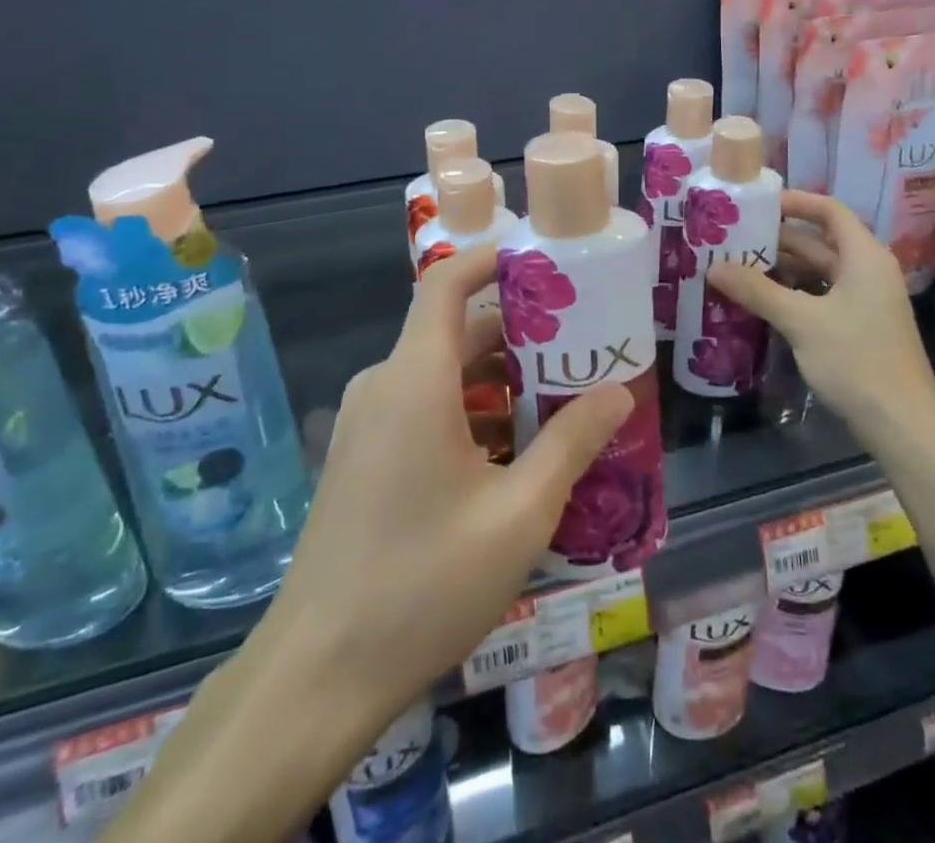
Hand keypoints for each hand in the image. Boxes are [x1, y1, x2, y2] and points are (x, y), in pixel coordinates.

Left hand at [259, 243, 633, 721]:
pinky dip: (471, 412)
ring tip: (562, 402)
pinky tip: (515, 455)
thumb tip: (617, 392)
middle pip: (457, 331)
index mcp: (415, 379)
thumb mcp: (518, 514)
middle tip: (582, 346)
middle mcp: (385, 386)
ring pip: (444, 374)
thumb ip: (571, 443)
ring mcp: (368, 423)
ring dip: (500, 381)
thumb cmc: (423, 584)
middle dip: (521, 334)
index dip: (494, 260)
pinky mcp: (363, 458)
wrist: (316, 675)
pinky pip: (424, 408)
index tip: (548, 264)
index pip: (448, 283)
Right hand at [707, 190, 934, 448]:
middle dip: (778, 239)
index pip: (830, 211)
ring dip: (782, 269)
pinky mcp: (859, 328)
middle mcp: (868, 271)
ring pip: (818, 273)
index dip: (795, 202)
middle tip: (734, 238)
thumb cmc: (856, 361)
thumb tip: (713, 267)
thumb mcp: (801, 321)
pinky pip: (821, 297)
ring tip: (738, 267)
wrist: (902, 426)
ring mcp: (865, 301)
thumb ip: (757, 291)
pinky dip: (793, 294)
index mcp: (864, 257)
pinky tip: (761, 302)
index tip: (756, 203)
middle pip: (820, 242)